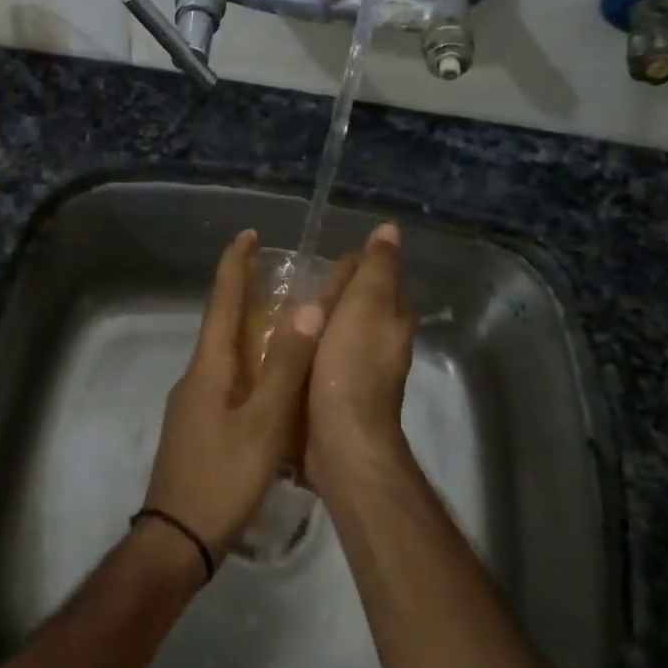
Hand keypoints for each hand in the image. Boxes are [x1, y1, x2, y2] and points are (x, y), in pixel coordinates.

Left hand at [142, 230, 325, 567]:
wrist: (177, 540)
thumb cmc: (223, 477)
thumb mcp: (265, 422)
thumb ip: (285, 366)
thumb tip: (307, 308)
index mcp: (209, 367)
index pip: (222, 302)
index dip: (235, 265)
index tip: (248, 234)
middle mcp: (197, 377)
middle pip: (221, 323)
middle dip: (244, 293)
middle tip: (277, 275)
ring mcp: (193, 404)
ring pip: (225, 354)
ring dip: (249, 330)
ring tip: (283, 323)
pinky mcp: (199, 427)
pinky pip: (227, 380)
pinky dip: (249, 364)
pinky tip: (270, 383)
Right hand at [305, 222, 413, 497]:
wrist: (341, 439)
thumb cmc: (352, 366)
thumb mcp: (367, 303)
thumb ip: (377, 267)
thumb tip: (390, 229)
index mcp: (391, 320)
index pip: (375, 279)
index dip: (351, 266)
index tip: (320, 259)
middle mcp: (379, 344)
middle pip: (353, 308)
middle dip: (329, 295)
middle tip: (289, 284)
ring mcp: (357, 373)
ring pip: (334, 335)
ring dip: (314, 324)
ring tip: (276, 310)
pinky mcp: (334, 395)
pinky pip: (318, 361)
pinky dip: (304, 351)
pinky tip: (280, 348)